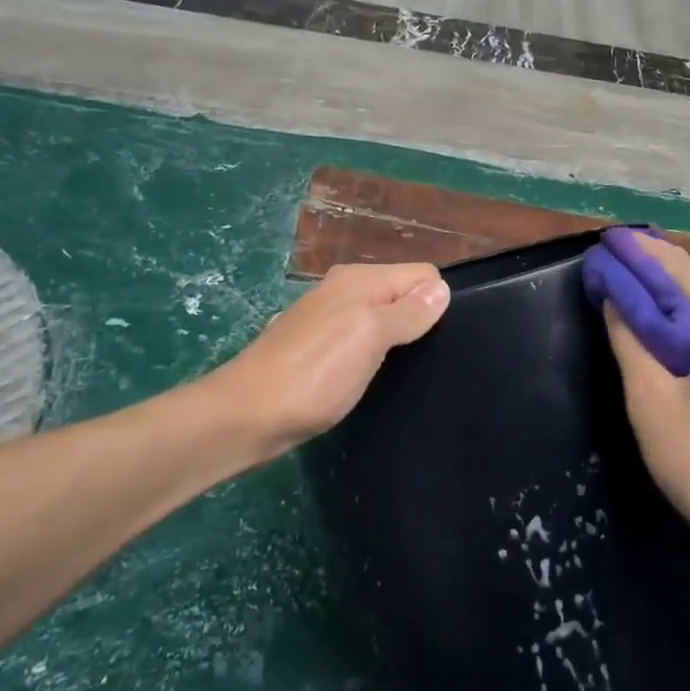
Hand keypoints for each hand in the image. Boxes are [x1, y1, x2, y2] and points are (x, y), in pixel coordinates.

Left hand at [212, 262, 449, 460]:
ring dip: (397, 338)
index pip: (422, 274)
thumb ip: (408, 312)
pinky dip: (373, 353)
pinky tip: (372, 377)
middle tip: (430, 358)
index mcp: (360, 280)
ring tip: (407, 370)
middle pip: (402, 294)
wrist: (247, 416)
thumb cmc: (314, 374)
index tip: (442, 338)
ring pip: (381, 318)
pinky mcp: (316, 348)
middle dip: (420, 319)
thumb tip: (441, 288)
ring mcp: (327, 319)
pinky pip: (360, 339)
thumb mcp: (369, 337)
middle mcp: (344, 290)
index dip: (437, 301)